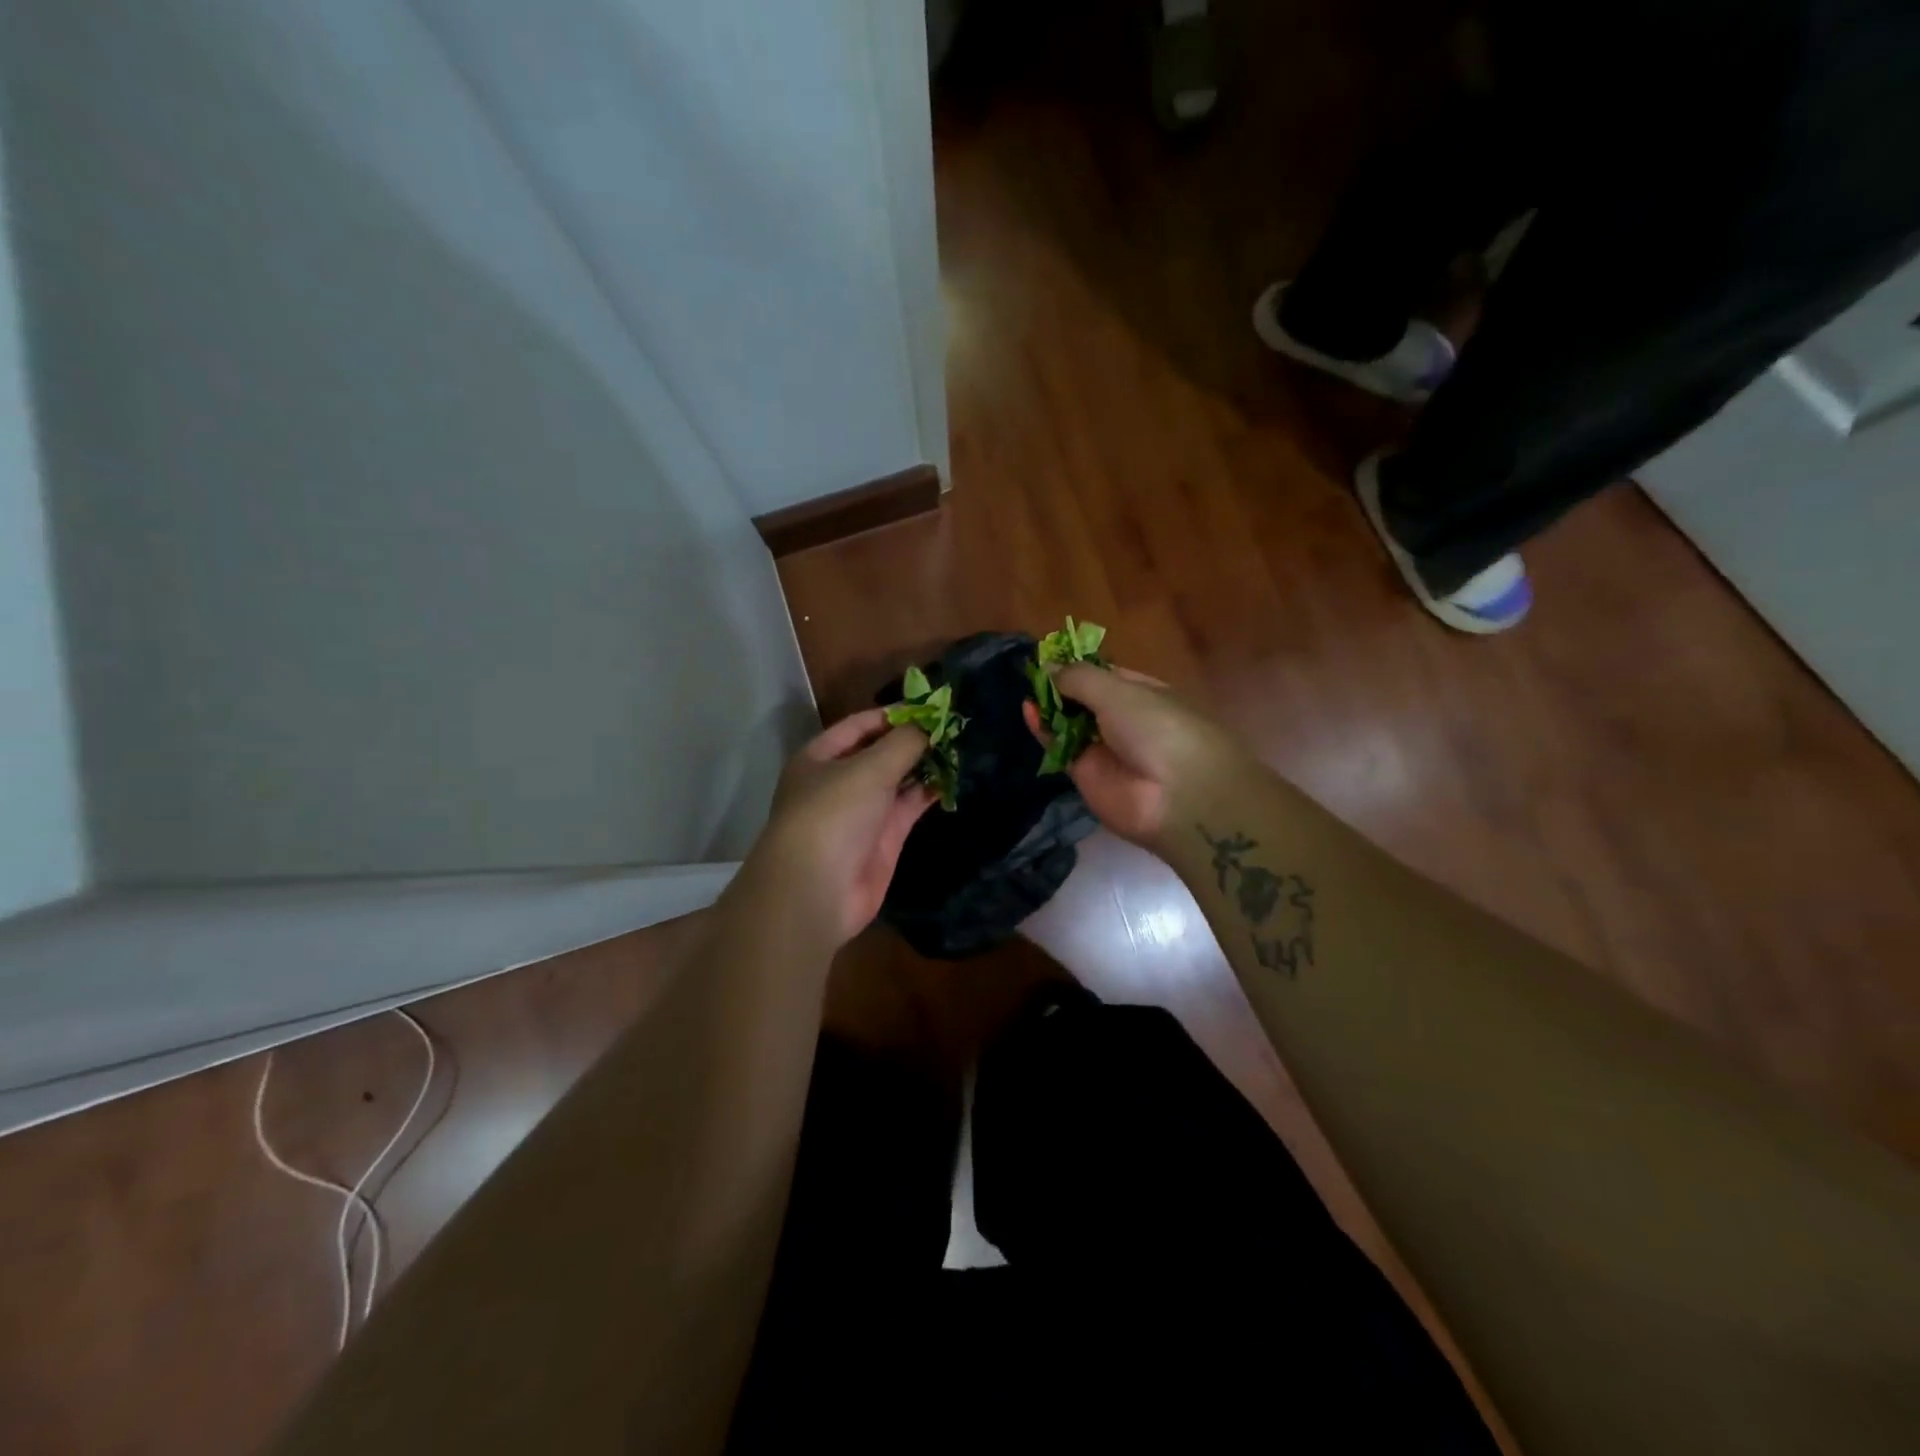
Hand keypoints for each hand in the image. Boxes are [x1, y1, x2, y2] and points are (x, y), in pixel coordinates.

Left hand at [756, 708, 936, 945]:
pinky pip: (909, 806)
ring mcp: (862, 811)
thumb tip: (930, 722)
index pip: (860, 725)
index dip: (894, 714)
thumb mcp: (868, 769)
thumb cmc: (833, 815)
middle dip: (913, 739)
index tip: (932, 706)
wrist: (817, 891)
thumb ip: (903, 743)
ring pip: (898, 779)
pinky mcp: (883, 838)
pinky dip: (929, 792)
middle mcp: (839, 781)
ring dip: (925, 764)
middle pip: (881, 751)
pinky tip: (955, 777)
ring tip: (962, 746)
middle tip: (954, 724)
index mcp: (820, 757)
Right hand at [1022, 664, 1245, 848]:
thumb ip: (1079, 678)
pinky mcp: (1085, 774)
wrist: (1175, 796)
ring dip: (1049, 706)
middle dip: (1060, 686)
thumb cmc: (1157, 728)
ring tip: (1027, 689)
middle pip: (1085, 699)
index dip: (1079, 665)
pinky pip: (1060, 747)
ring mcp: (1104, 748)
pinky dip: (1043, 730)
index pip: (1106, 674)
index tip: (1048, 654)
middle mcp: (1123, 719)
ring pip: (1069, 723)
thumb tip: (1048, 667)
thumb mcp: (1118, 691)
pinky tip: (1028, 711)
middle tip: (1031, 672)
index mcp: (1143, 693)